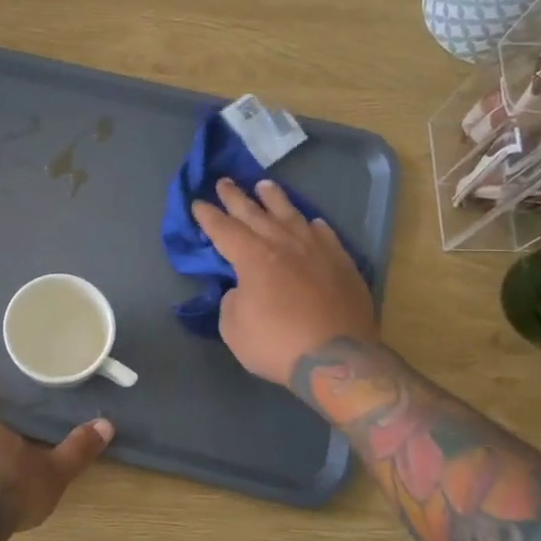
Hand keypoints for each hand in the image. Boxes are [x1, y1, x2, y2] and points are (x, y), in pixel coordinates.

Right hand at [191, 177, 379, 387]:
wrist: (336, 358)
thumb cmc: (277, 344)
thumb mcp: (234, 329)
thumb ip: (232, 301)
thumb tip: (242, 290)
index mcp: (253, 257)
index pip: (224, 230)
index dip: (208, 216)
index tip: (198, 203)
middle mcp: (284, 244)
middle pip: (255, 214)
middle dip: (236, 197)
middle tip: (225, 181)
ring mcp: (317, 251)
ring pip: (292, 216)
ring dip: (275, 200)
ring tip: (265, 186)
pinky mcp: (342, 264)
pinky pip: (325, 236)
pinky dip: (313, 226)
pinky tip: (312, 222)